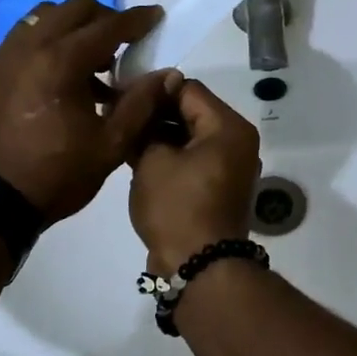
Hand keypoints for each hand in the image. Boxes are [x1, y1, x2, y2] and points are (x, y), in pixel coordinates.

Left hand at [0, 0, 180, 222]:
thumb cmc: (57, 174)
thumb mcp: (110, 144)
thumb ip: (141, 103)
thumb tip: (167, 74)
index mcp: (61, 62)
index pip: (108, 25)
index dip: (137, 19)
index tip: (156, 16)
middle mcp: (29, 47)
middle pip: (74, 8)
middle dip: (104, 17)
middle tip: (123, 41)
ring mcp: (4, 56)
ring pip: (44, 17)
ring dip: (73, 27)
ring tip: (91, 59)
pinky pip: (24, 38)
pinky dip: (48, 42)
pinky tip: (60, 76)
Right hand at [128, 81, 260, 272]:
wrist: (199, 266)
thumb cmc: (177, 207)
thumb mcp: (152, 160)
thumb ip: (147, 125)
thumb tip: (141, 107)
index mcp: (229, 127)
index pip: (187, 89)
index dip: (152, 89)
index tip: (120, 95)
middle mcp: (238, 141)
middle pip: (192, 111)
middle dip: (156, 113)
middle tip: (118, 115)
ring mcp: (232, 166)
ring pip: (191, 136)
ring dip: (161, 135)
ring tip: (124, 136)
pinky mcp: (221, 187)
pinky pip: (194, 158)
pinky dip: (171, 155)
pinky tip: (139, 158)